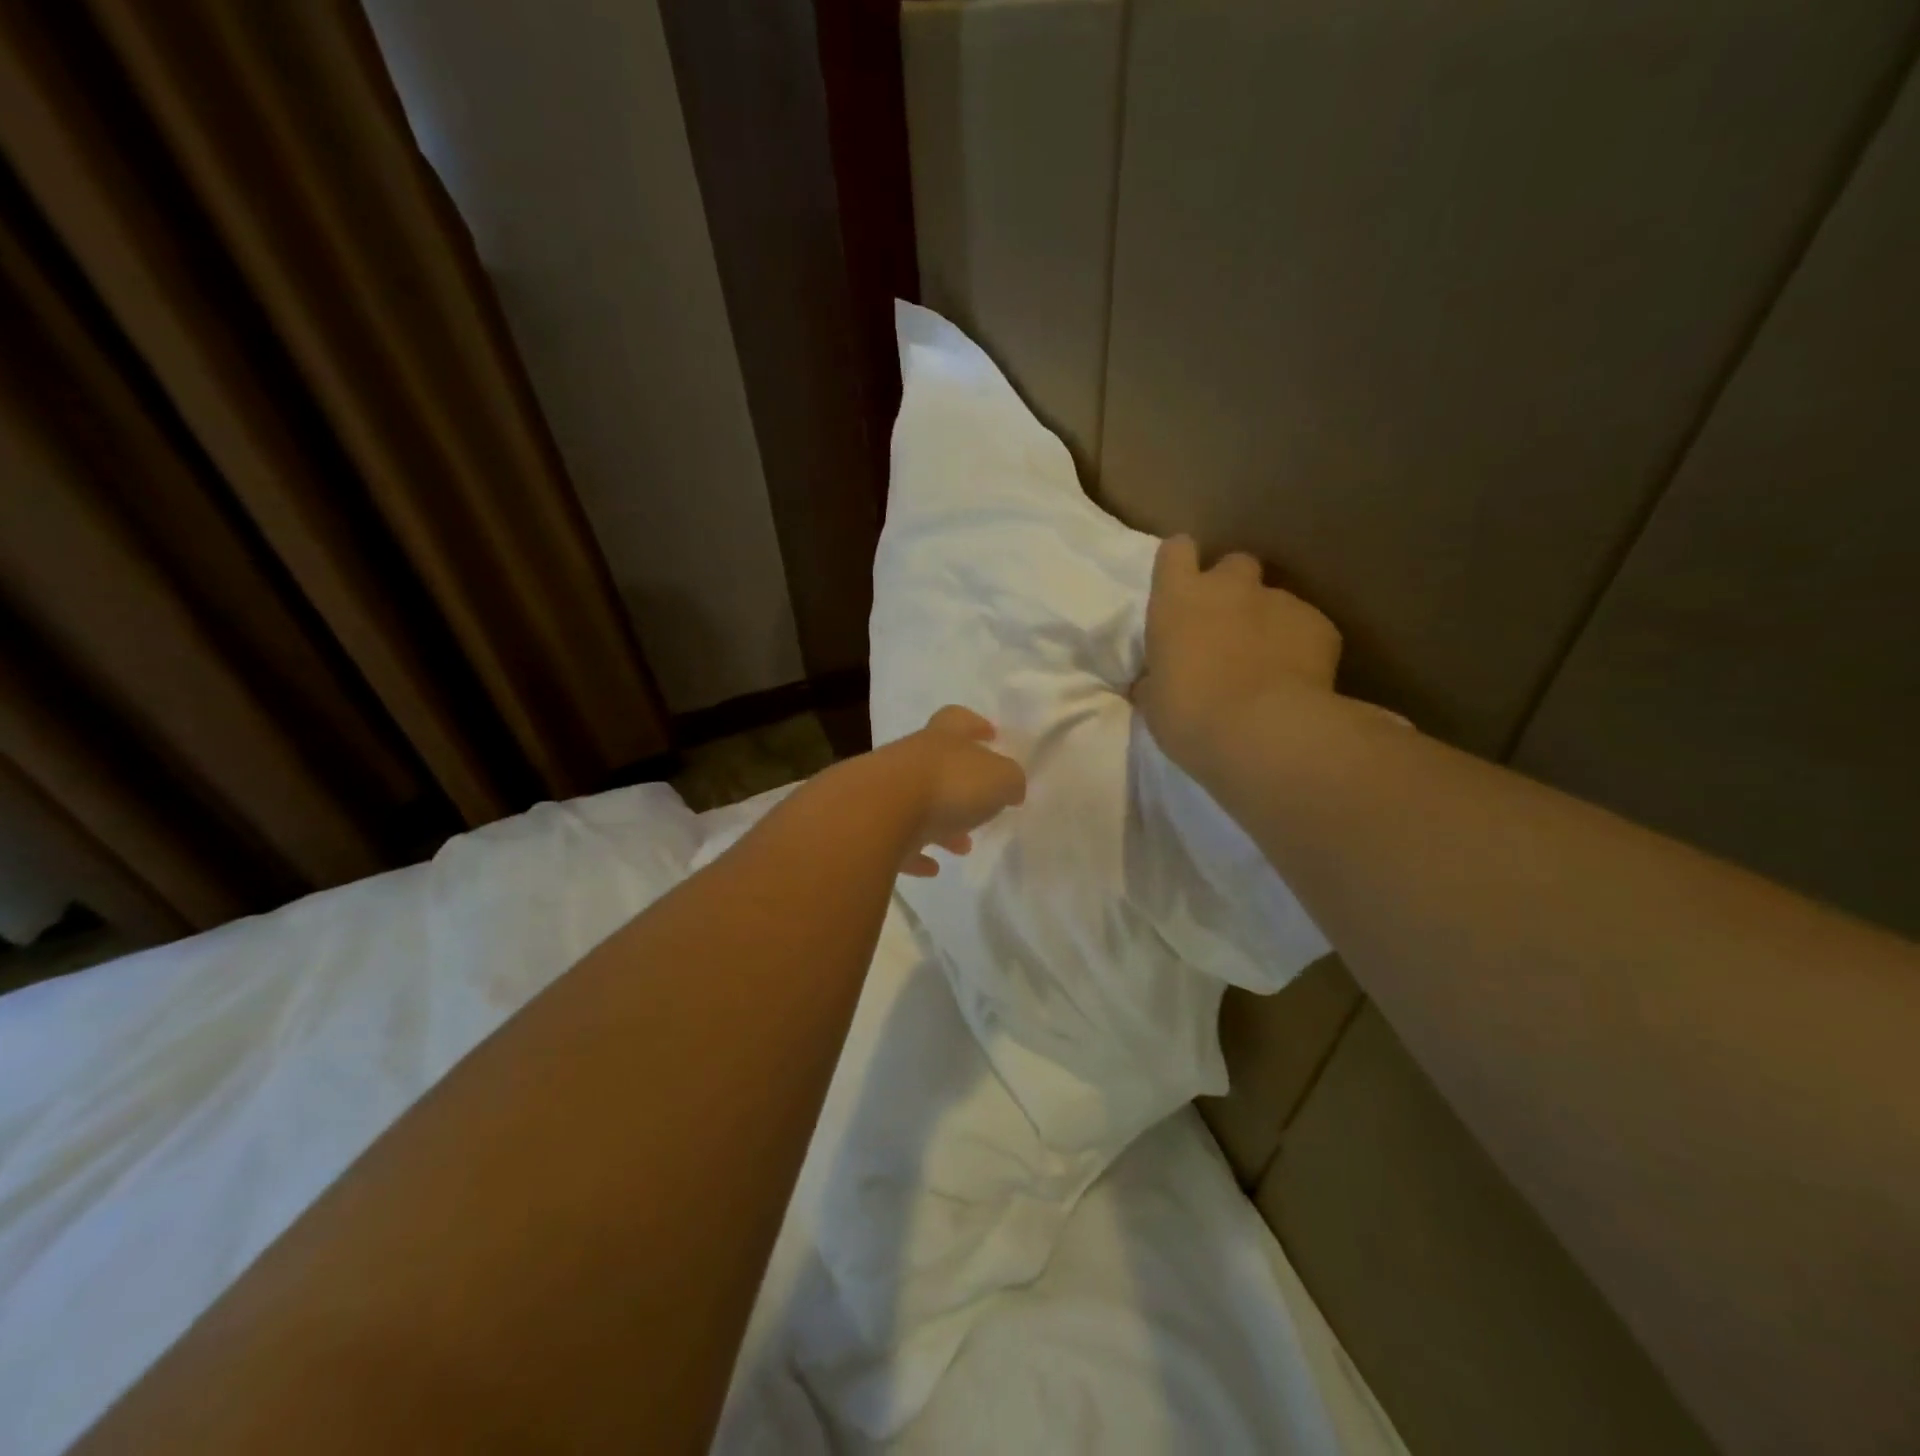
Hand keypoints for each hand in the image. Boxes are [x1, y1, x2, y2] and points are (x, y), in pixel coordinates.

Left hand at [869, 706, 1026, 876]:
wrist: (878, 812)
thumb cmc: (948, 785)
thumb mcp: (999, 778)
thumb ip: (1010, 780)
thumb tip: (1011, 787)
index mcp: (942, 739)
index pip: (958, 720)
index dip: (975, 725)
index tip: (990, 735)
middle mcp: (911, 758)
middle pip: (937, 765)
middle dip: (961, 785)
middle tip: (983, 807)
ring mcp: (885, 790)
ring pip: (918, 803)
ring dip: (941, 822)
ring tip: (963, 847)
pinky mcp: (869, 826)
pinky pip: (896, 839)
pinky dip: (914, 852)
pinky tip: (931, 868)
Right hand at [1133, 535, 1342, 769]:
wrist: (1264, 731)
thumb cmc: (1190, 716)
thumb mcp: (1154, 703)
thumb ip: (1155, 680)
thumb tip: (1153, 681)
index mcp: (1178, 600)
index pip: (1175, 551)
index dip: (1180, 565)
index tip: (1181, 587)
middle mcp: (1229, 587)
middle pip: (1233, 564)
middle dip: (1231, 589)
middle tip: (1226, 629)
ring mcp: (1279, 601)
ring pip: (1273, 599)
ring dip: (1266, 622)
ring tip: (1265, 665)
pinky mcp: (1320, 624)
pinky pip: (1306, 628)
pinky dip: (1300, 647)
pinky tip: (1296, 681)